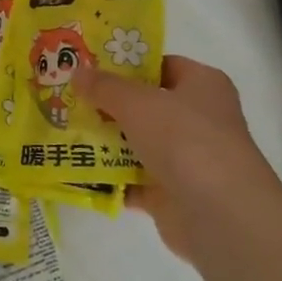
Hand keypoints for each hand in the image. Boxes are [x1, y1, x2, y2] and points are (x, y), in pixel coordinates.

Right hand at [78, 55, 281, 256]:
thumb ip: (104, 86)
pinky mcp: (172, 193)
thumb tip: (77, 71)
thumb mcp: (137, 102)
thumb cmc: (184, 140)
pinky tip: (75, 169)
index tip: (89, 67)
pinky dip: (108, 177)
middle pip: (146, 106)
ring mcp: (186, 159)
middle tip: (67, 98)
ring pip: (136, 143)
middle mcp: (198, 119)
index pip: (162, 66)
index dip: (127, 65)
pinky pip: (132, 179)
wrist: (219, 215)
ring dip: (104, 141)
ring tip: (62, 131)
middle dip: (107, 104)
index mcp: (203, 85)